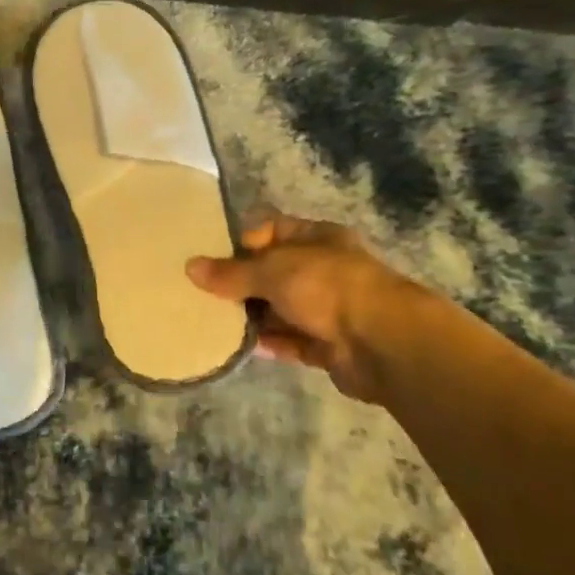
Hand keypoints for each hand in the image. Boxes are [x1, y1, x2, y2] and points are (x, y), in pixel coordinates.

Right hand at [186, 215, 421, 404]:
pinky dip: (269, 342)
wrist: (384, 343)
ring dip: (253, 315)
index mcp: (317, 238)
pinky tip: (240, 345)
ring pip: (281, 308)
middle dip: (243, 282)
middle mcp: (324, 269)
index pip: (273, 229)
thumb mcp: (273, 270)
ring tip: (214, 320)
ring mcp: (329, 308)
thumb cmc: (327, 287)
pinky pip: (291, 340)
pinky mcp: (328, 345)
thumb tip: (190, 267)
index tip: (214, 257)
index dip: (244, 240)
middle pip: (274, 271)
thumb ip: (232, 272)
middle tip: (205, 293)